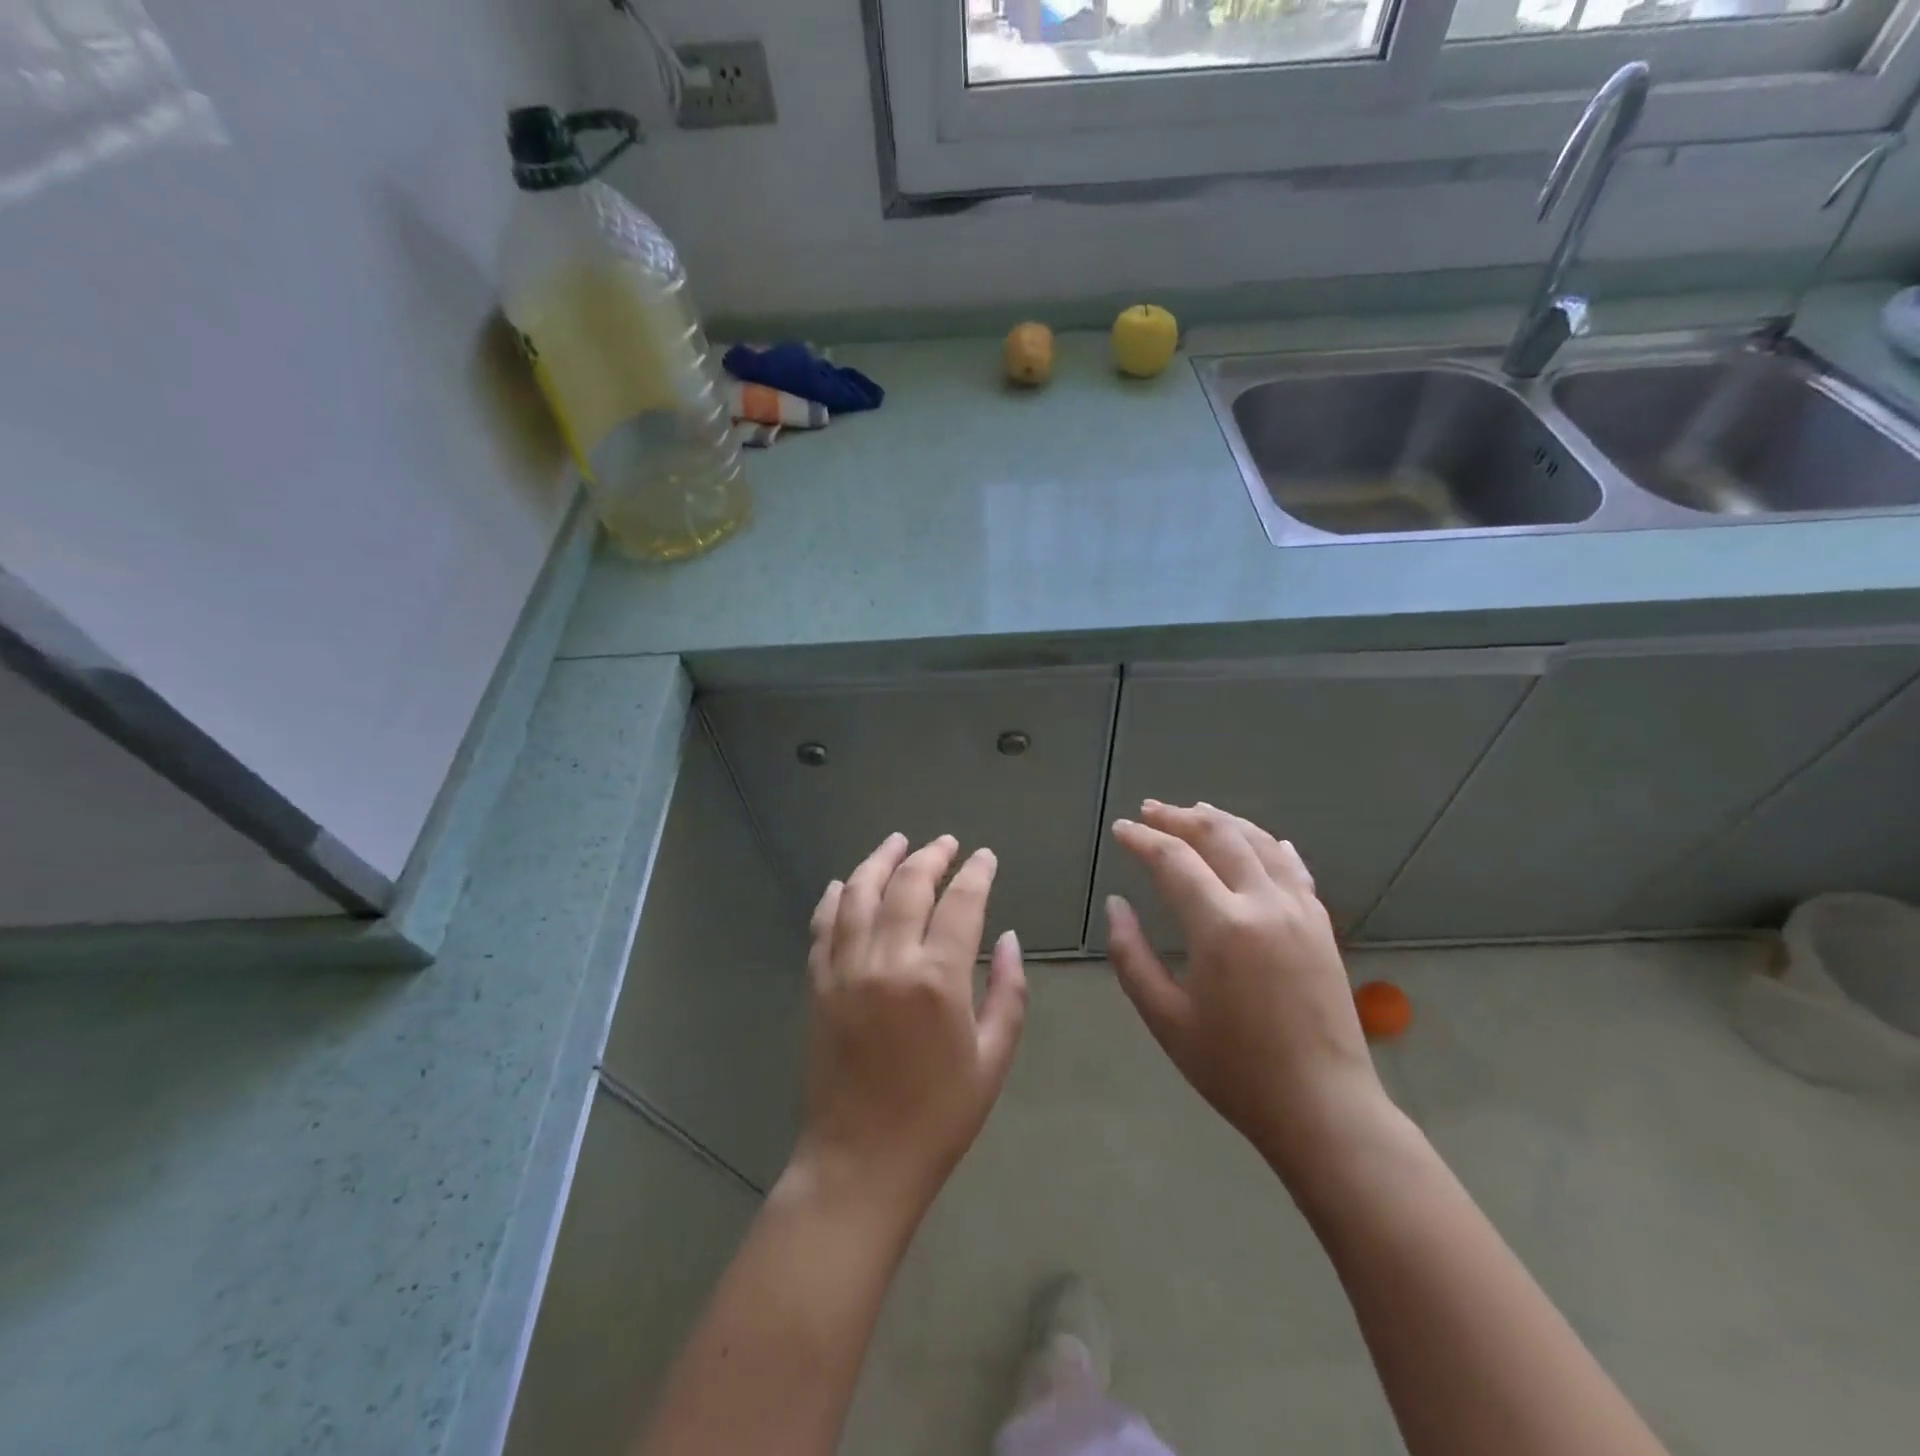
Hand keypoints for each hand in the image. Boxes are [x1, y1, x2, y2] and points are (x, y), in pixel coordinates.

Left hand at [793, 833, 1027, 1213]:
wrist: (861, 1162)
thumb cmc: (939, 1116)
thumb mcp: (992, 1059)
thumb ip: (1008, 992)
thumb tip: (1010, 938)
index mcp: (937, 979)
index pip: (961, 903)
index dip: (976, 873)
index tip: (985, 856)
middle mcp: (887, 961)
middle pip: (908, 885)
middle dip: (930, 856)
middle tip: (946, 843)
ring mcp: (845, 969)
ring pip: (858, 894)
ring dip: (879, 861)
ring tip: (897, 842)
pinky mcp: (818, 985)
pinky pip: (823, 926)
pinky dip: (834, 897)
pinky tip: (843, 883)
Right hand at [1105, 802, 1388, 1181]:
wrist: (1324, 1108)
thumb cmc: (1234, 1069)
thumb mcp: (1165, 1018)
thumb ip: (1131, 955)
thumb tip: (1116, 905)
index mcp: (1221, 926)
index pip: (1174, 860)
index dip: (1143, 840)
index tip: (1121, 830)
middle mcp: (1263, 904)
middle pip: (1219, 835)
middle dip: (1179, 818)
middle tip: (1150, 811)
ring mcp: (1299, 911)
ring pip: (1259, 842)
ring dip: (1223, 821)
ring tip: (1195, 811)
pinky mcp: (1321, 925)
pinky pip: (1293, 867)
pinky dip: (1269, 844)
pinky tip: (1260, 839)